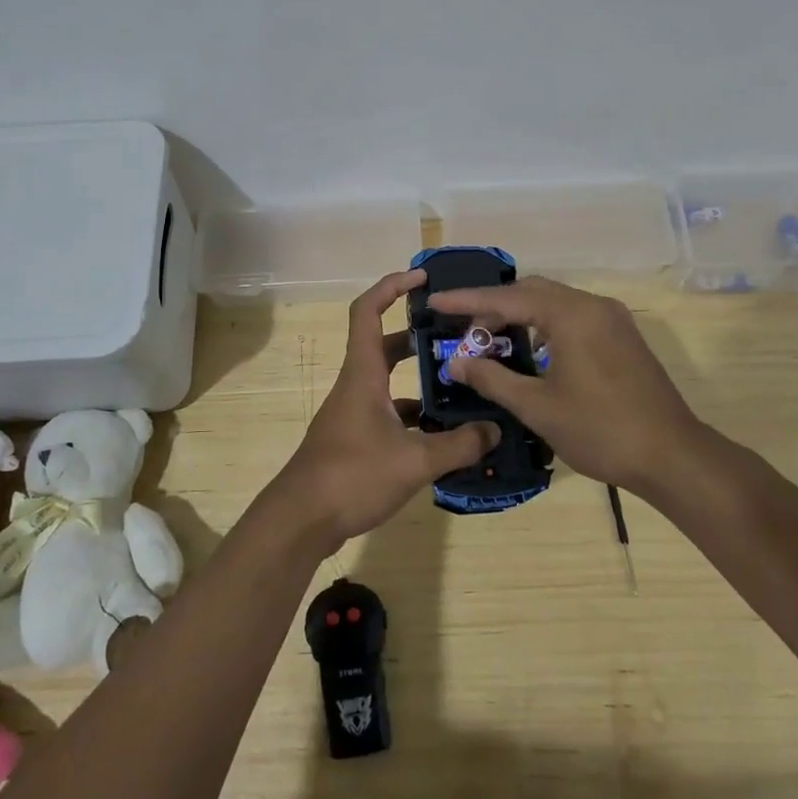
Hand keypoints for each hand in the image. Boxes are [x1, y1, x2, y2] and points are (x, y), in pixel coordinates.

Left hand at [268, 269, 497, 551]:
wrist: (301, 520)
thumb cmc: (352, 475)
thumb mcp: (414, 460)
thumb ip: (458, 445)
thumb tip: (495, 430)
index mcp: (363, 374)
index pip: (368, 311)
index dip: (392, 287)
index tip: (422, 278)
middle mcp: (356, 386)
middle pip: (384, 346)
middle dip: (418, 337)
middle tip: (457, 338)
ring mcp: (352, 414)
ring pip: (388, 383)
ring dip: (419, 381)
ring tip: (461, 387)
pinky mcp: (353, 440)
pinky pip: (388, 414)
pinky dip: (413, 417)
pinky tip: (442, 435)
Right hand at [428, 275, 715, 497]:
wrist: (672, 456)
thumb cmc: (600, 430)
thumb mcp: (537, 406)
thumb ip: (492, 378)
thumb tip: (456, 362)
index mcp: (571, 315)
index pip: (507, 298)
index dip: (467, 300)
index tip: (436, 300)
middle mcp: (592, 305)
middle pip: (532, 292)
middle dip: (493, 306)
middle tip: (463, 330)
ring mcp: (612, 319)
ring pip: (554, 303)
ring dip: (520, 315)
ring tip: (491, 340)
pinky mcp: (622, 336)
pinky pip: (572, 316)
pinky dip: (544, 325)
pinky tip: (531, 350)